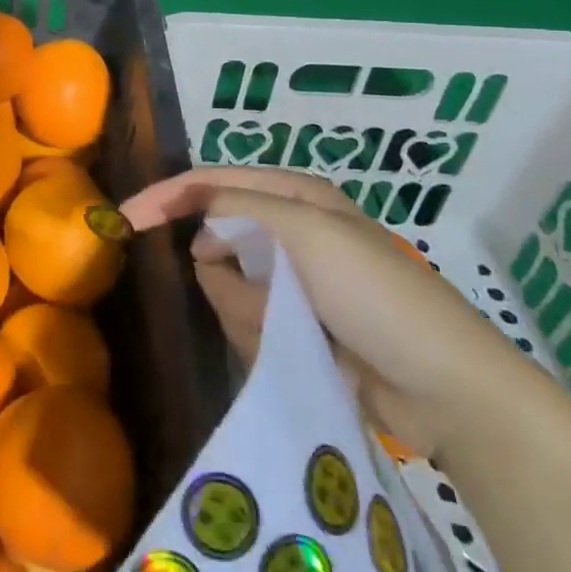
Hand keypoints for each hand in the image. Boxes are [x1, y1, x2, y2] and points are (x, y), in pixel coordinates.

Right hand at [122, 167, 556, 461]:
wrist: (447, 389)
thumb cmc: (378, 295)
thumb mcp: (308, 233)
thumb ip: (242, 211)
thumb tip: (200, 233)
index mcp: (294, 194)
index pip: (211, 182)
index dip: (166, 195)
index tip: (123, 219)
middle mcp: (289, 230)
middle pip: (216, 241)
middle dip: (226, 275)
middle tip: (262, 306)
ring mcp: (293, 281)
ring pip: (228, 288)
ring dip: (249, 313)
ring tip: (295, 334)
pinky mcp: (297, 326)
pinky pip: (249, 323)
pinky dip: (263, 337)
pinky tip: (303, 351)